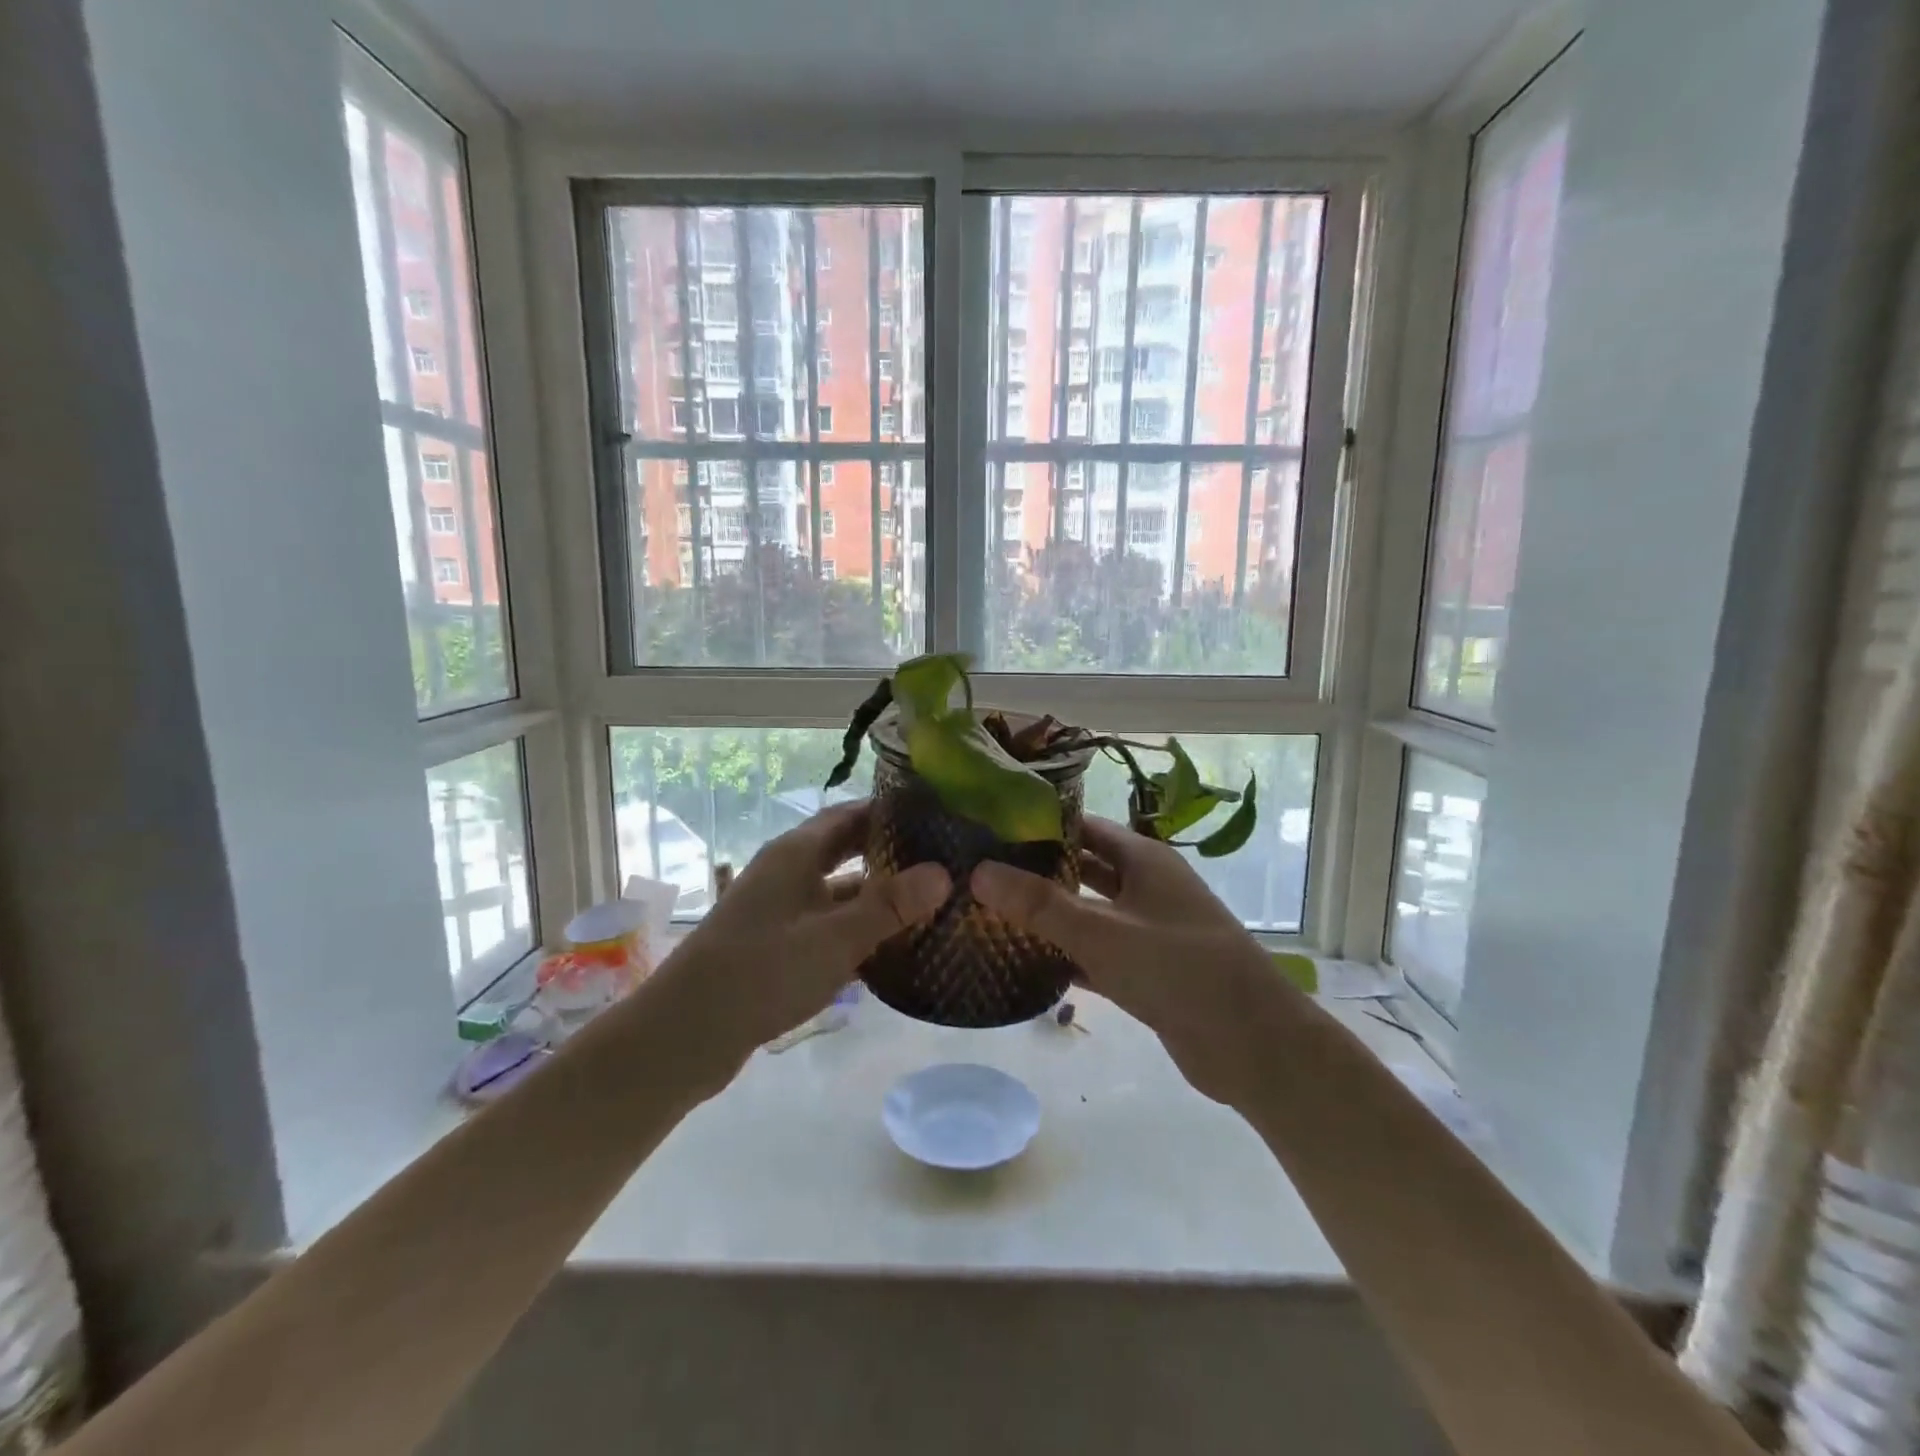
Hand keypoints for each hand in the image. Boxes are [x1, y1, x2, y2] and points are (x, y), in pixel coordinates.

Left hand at [649, 802, 950, 1074]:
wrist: (685, 1034)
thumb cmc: (762, 971)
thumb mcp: (835, 938)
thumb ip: (890, 906)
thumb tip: (943, 872)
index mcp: (796, 853)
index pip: (850, 813)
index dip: (890, 810)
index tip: (935, 814)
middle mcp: (786, 872)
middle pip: (845, 849)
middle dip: (889, 851)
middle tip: (940, 857)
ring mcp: (779, 909)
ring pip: (837, 891)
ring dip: (876, 895)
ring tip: (927, 902)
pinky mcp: (775, 944)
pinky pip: (826, 924)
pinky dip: (856, 929)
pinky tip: (889, 947)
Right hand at [970, 816, 1299, 1106]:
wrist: (1253, 1046)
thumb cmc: (1179, 969)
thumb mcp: (1103, 933)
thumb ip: (1040, 904)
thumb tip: (979, 871)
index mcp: (1144, 859)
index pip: (1083, 826)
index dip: (1039, 824)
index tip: (989, 828)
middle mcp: (1147, 887)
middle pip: (1084, 867)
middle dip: (1038, 869)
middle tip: (982, 872)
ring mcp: (1148, 931)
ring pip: (1089, 912)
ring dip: (1050, 914)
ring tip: (991, 913)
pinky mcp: (1147, 972)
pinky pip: (1097, 953)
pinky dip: (1067, 955)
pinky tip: (1025, 962)